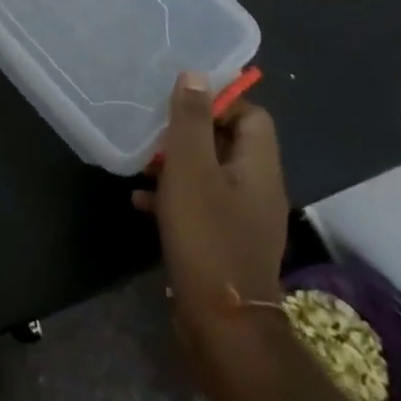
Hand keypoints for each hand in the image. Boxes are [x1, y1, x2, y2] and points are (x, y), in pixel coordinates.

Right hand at [135, 75, 288, 346]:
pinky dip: (174, 198)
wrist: (223, 324)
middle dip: (190, 135)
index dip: (219, 103)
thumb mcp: (191, 169)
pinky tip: (141, 203)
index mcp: (259, 166)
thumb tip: (197, 75)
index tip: (181, 104)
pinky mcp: (226, 244)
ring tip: (143, 165)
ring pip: (210, 175)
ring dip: (177, 166)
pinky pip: (201, 206)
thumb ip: (192, 120)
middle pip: (228, 143)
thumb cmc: (207, 235)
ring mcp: (244, 220)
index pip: (251, 115)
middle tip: (155, 133)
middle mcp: (259, 189)